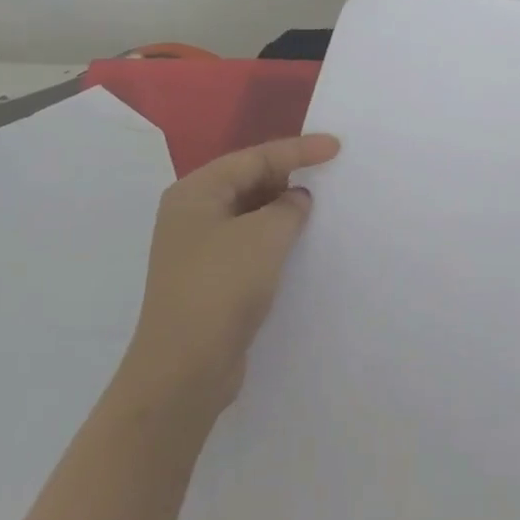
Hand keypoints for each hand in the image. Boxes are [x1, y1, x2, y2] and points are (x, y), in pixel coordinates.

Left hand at [125, 134, 340, 411]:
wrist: (183, 372)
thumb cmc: (221, 288)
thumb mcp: (265, 236)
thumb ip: (288, 207)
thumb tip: (296, 200)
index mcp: (196, 192)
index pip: (254, 158)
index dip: (298, 150)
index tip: (336, 147)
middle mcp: (191, 213)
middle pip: (249, 180)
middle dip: (288, 176)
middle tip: (329, 173)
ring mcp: (197, 248)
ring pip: (249, 213)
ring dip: (283, 209)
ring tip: (320, 206)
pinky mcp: (209, 278)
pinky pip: (249, 242)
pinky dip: (274, 237)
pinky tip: (299, 243)